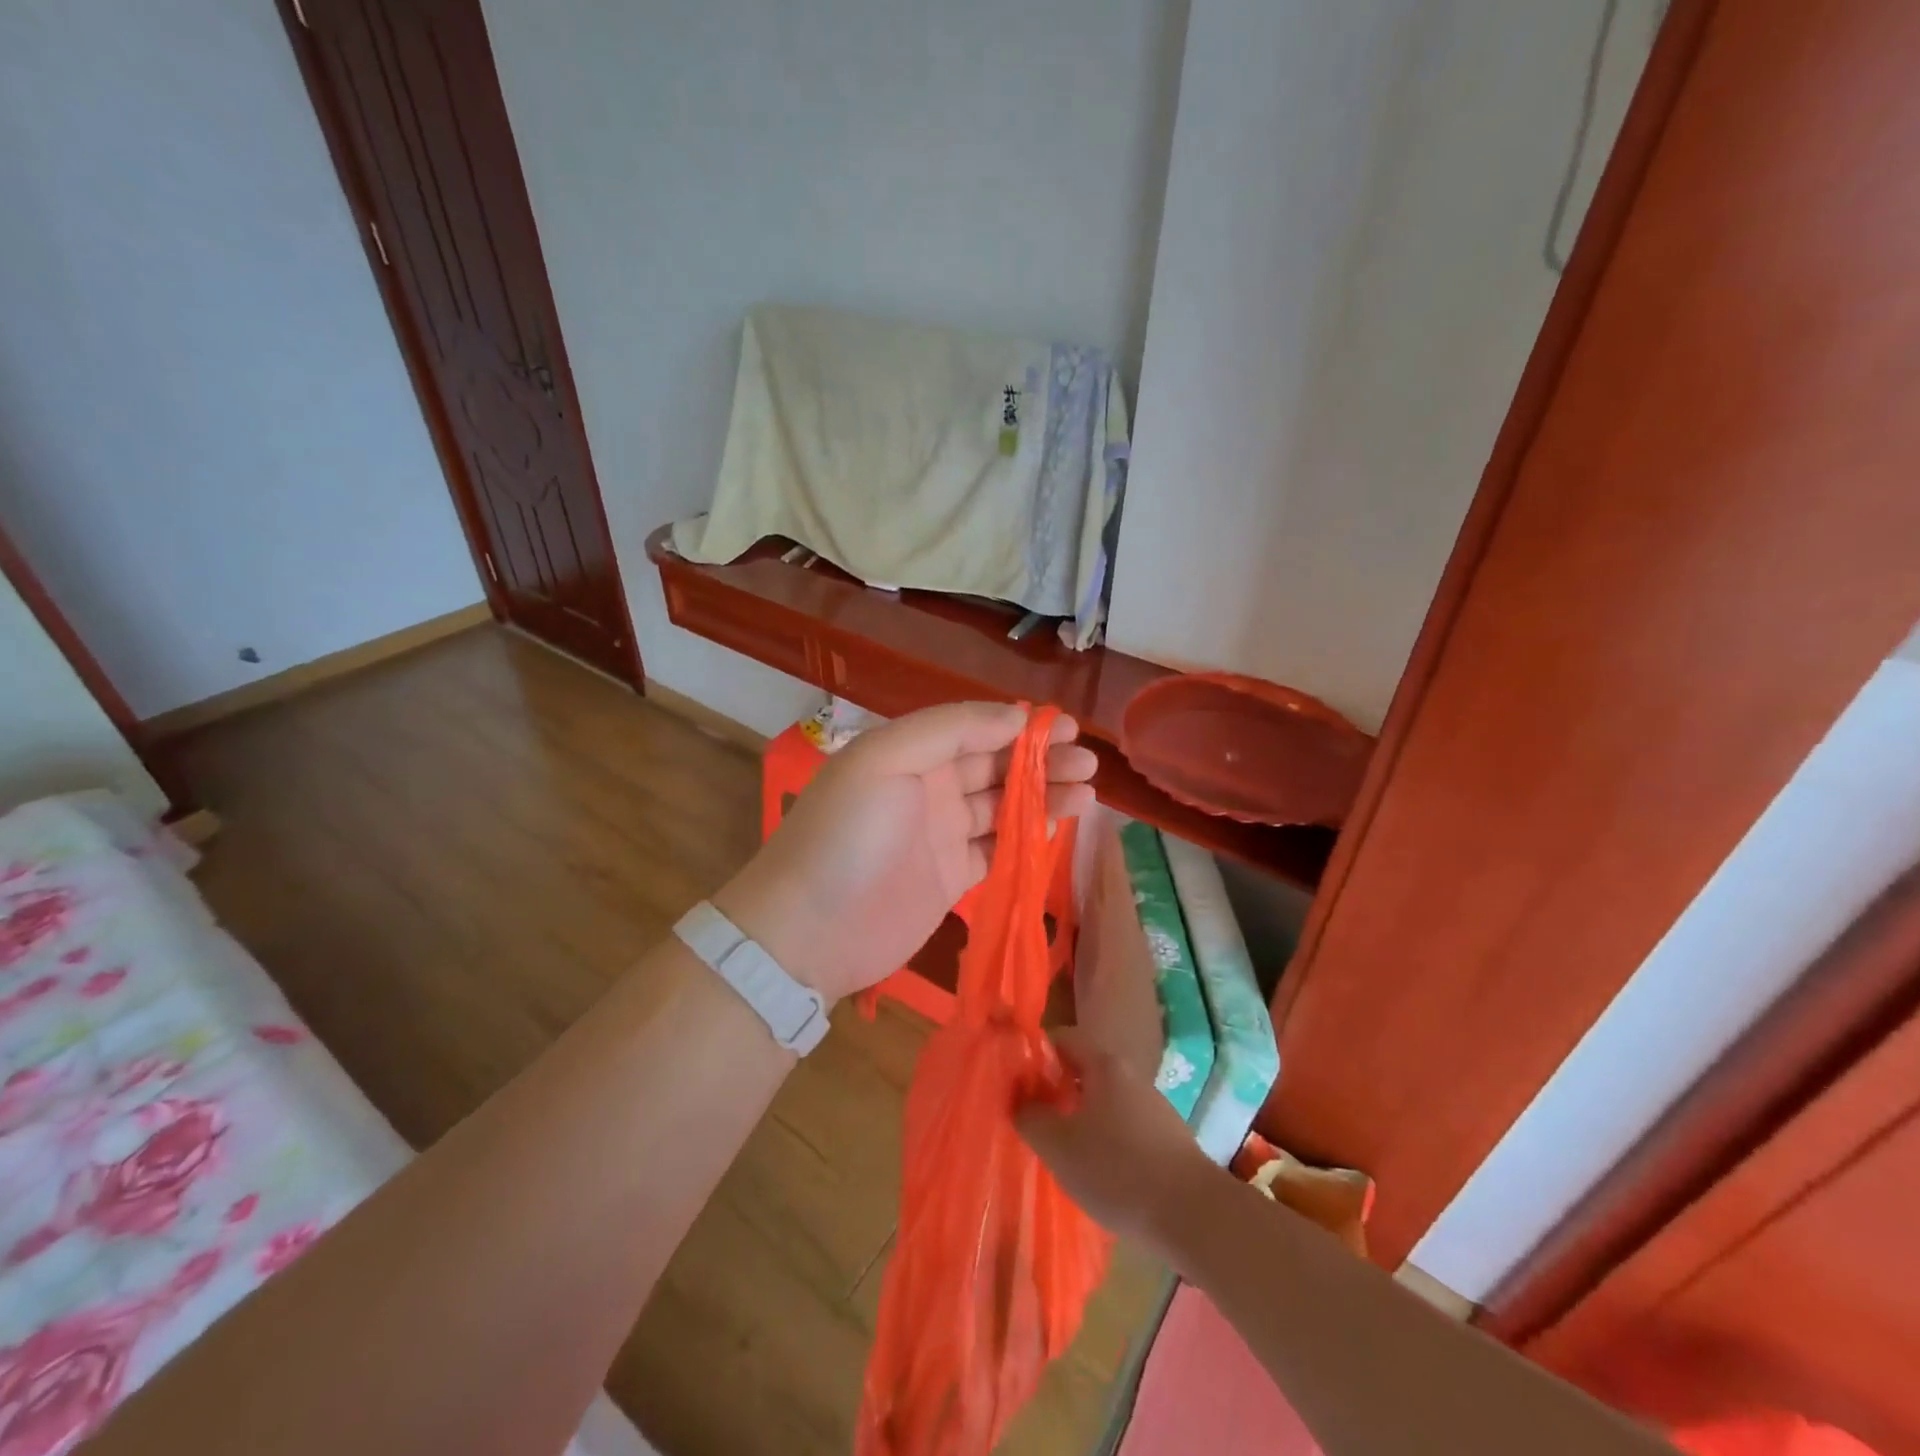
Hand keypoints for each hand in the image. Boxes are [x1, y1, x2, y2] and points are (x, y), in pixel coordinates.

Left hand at [714, 702, 1096, 1003]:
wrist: (808, 932)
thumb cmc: (847, 836)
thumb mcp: (885, 760)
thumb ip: (949, 730)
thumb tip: (1013, 717)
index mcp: (908, 752)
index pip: (973, 728)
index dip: (1018, 726)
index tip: (1065, 727)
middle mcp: (927, 787)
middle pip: (994, 765)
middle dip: (1041, 759)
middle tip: (1087, 761)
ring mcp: (940, 834)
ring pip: (1003, 805)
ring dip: (1044, 795)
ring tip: (1088, 790)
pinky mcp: (952, 876)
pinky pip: (999, 846)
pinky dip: (1028, 834)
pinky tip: (1058, 824)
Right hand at [1015, 1029, 1218, 1247]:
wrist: (1194, 1216)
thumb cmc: (1117, 1170)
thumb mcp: (1059, 1146)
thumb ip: (1031, 1118)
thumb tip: (1021, 1101)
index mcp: (1104, 1065)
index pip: (1063, 1040)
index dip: (1037, 1055)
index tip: (1018, 1082)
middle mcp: (1131, 1076)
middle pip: (1085, 1071)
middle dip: (1057, 1090)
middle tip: (1035, 1118)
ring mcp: (1154, 1108)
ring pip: (1106, 1102)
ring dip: (1082, 1118)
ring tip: (1063, 1151)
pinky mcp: (1168, 1139)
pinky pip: (1125, 1128)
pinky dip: (1107, 1141)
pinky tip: (1100, 1173)